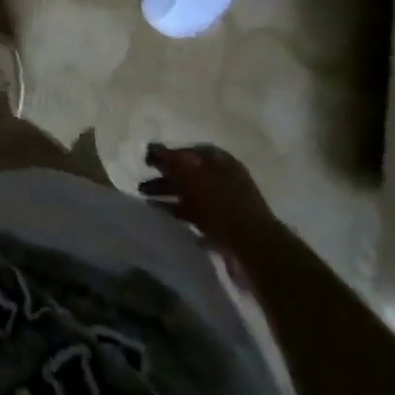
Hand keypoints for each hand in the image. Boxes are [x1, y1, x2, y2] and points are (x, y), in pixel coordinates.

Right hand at [139, 143, 278, 259]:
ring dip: (170, 198)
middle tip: (141, 186)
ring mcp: (227, 204)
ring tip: (147, 204)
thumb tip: (151, 147)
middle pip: (188, 174)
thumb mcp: (189, 174)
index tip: (146, 162)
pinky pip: (198, 218)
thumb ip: (168, 159)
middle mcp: (224, 178)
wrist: (253, 248)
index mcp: (219, 160)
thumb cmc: (218, 203)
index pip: (188, 151)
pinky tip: (166, 221)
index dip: (166, 155)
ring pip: (191, 197)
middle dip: (165, 179)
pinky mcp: (226, 228)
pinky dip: (181, 216)